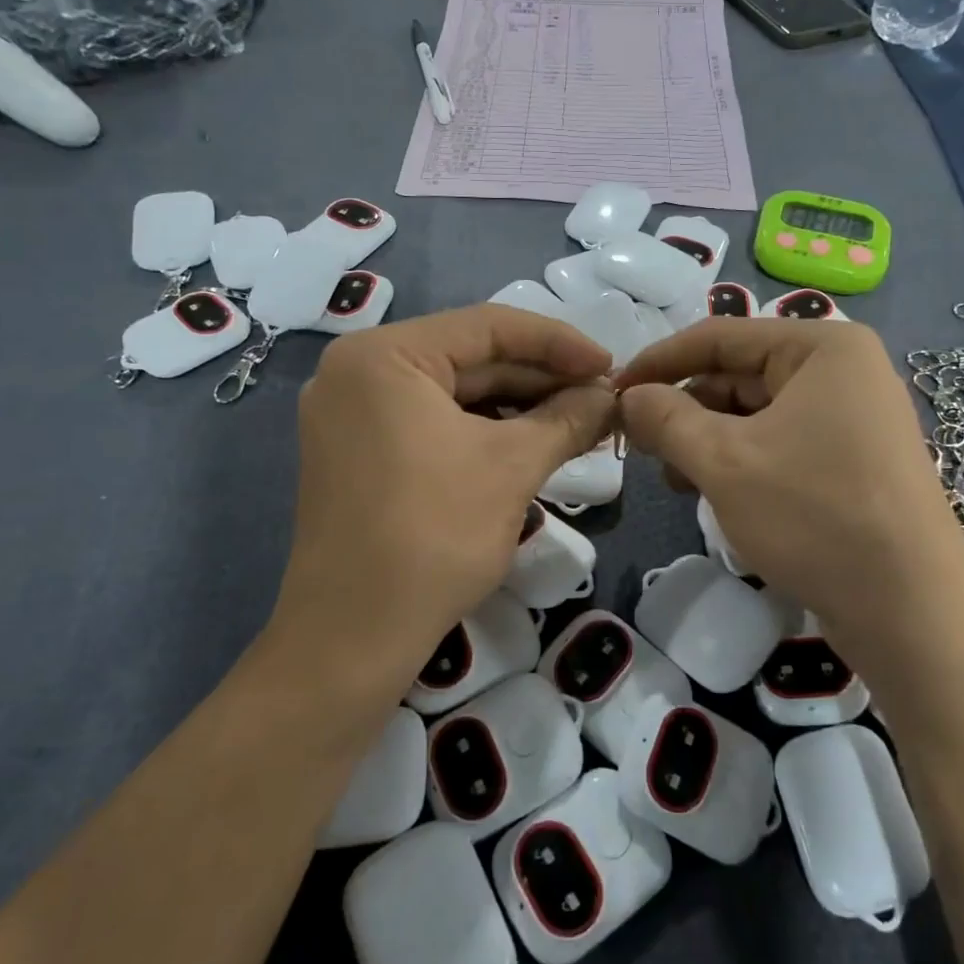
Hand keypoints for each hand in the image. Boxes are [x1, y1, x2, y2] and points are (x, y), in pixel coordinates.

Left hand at [270, 306, 615, 708]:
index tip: (610, 364)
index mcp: (383, 355)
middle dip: (541, 379)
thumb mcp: (512, 467)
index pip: (488, 326)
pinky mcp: (358, 452)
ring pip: (454, 393)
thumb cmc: (433, 536)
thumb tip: (611, 396)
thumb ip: (567, 418)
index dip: (559, 343)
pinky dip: (484, 431)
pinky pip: (432, 423)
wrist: (352, 638)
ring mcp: (352, 414)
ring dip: (518, 407)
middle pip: (470, 358)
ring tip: (578, 422)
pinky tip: (532, 443)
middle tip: (601, 398)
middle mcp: (358, 371)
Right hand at [616, 319, 963, 655]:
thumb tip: (629, 395)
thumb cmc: (814, 515)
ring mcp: (853, 417)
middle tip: (640, 448)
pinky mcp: (853, 461)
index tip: (612, 391)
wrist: (911, 611)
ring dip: (708, 440)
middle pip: (738, 375)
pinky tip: (716, 493)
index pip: (719, 336)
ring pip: (756, 414)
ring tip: (677, 481)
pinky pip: (781, 443)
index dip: (659, 362)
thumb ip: (666, 418)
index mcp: (822, 347)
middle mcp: (843, 371)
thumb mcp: (724, 461)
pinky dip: (741, 461)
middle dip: (685, 409)